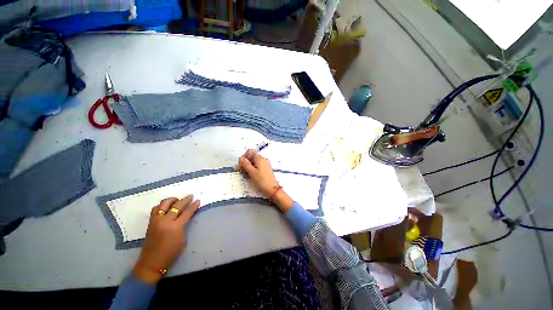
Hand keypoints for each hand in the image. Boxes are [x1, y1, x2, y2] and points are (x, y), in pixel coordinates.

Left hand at [133, 195, 200, 283]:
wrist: (152, 262)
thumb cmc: (171, 253)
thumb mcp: (183, 239)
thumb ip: (185, 225)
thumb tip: (188, 215)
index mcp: (175, 227)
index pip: (187, 212)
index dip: (194, 205)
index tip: (198, 200)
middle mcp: (165, 221)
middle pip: (177, 205)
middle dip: (186, 199)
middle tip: (191, 196)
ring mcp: (156, 220)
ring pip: (164, 203)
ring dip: (173, 200)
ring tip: (178, 200)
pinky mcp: (150, 222)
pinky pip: (156, 208)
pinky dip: (163, 205)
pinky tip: (167, 207)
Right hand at [239, 149, 293, 211]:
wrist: (272, 189)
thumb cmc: (262, 180)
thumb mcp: (251, 172)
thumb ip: (245, 164)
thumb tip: (241, 158)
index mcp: (260, 158)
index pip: (250, 151)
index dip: (244, 156)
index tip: (241, 164)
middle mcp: (263, 159)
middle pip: (252, 156)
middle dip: (246, 162)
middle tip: (242, 170)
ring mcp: (265, 164)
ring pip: (254, 162)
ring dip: (249, 166)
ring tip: (246, 174)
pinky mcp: (266, 169)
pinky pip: (258, 166)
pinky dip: (253, 169)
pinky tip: (252, 176)